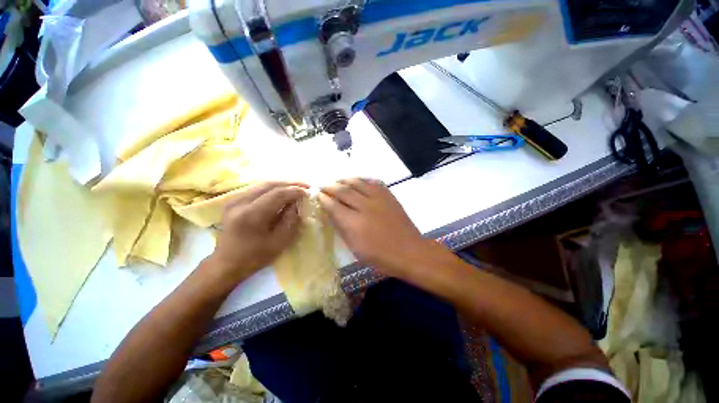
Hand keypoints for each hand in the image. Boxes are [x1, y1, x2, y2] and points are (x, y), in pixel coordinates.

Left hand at [207, 181, 307, 282]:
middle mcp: (240, 202)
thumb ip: (291, 220)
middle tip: (306, 185)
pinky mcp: (233, 201)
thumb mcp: (280, 242)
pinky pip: (256, 189)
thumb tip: (297, 203)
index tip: (308, 192)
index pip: (278, 194)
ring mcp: (233, 200)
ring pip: (263, 184)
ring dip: (282, 184)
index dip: (295, 191)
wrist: (226, 263)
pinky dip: (272, 188)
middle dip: (290, 183)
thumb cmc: (255, 256)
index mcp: (251, 215)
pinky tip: (282, 191)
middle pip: (269, 185)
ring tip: (296, 187)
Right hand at [318, 178, 435, 277]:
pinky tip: (358, 181)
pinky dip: (362, 179)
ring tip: (338, 181)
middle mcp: (364, 207)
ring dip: (345, 180)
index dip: (324, 198)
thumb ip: (343, 228)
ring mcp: (378, 199)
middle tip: (324, 186)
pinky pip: (373, 182)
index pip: (333, 205)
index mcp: (354, 223)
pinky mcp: (389, 195)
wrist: (409, 251)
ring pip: (357, 182)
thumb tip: (333, 213)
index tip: (318, 195)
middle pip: (343, 190)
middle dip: (330, 186)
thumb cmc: (380, 256)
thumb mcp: (355, 248)